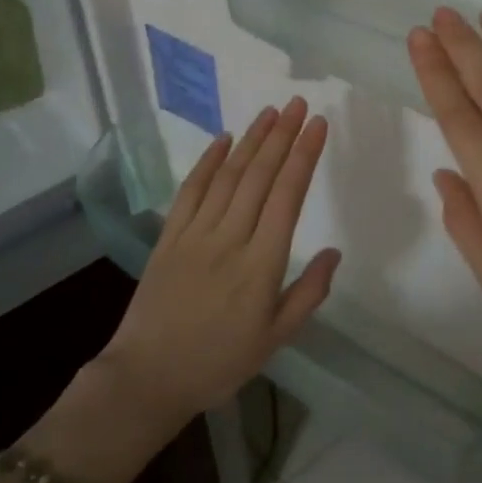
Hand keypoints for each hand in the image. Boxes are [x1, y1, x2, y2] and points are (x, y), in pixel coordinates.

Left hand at [99, 97, 340, 418]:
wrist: (147, 377)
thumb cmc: (219, 362)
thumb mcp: (275, 339)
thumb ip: (308, 293)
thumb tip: (333, 252)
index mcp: (261, 265)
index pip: (288, 196)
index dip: (304, 156)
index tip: (318, 125)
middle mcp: (230, 239)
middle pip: (260, 176)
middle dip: (282, 136)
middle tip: (299, 104)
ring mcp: (195, 234)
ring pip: (228, 175)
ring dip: (251, 140)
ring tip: (271, 112)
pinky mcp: (169, 236)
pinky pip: (191, 190)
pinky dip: (208, 161)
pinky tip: (224, 139)